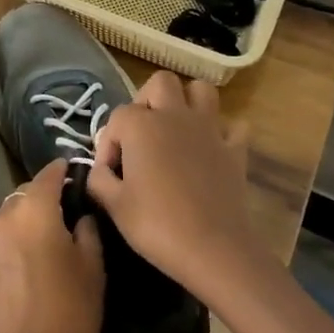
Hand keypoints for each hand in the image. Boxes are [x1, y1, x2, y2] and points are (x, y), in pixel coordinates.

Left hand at [0, 162, 103, 332]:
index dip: (62, 170)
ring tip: (46, 243)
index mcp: (34, 211)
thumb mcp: (93, 270)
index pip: (48, 175)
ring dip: (25, 224)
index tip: (73, 170)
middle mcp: (3, 220)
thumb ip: (87, 232)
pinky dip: (12, 248)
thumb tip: (80, 218)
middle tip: (65, 212)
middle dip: (42, 198)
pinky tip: (27, 271)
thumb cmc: (70, 314)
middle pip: (24, 196)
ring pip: (8, 222)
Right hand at [88, 71, 264, 302]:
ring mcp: (209, 129)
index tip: (109, 173)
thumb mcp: (113, 205)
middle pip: (160, 83)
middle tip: (141, 134)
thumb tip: (100, 170)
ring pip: (200, 91)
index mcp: (141, 125)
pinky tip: (210, 150)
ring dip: (186, 102)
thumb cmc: (157, 225)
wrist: (213, 249)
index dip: (108, 144)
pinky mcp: (234, 149)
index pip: (117, 118)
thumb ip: (99, 179)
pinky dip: (221, 132)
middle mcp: (175, 115)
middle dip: (147, 101)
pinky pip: (231, 126)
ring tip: (175, 129)